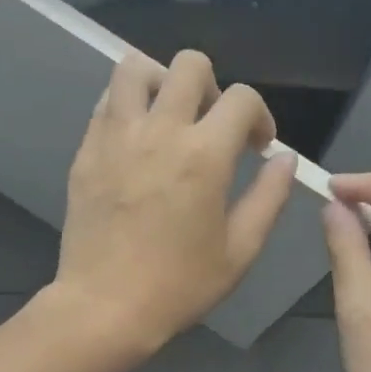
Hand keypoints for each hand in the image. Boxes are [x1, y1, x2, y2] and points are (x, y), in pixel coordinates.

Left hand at [51, 49, 295, 359]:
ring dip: (161, 83)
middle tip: (211, 127)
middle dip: (213, 87)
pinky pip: (107, 103)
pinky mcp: (86, 152)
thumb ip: (269, 198)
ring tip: (168, 120)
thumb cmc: (179, 286)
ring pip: (135, 68)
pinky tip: (137, 143)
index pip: (242, 98)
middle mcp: (159, 131)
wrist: (105, 307)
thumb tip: (284, 159)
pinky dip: (128, 107)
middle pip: (189, 64)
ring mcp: (115, 137)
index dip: (259, 116)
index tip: (257, 146)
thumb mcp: (240, 251)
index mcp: (204, 155)